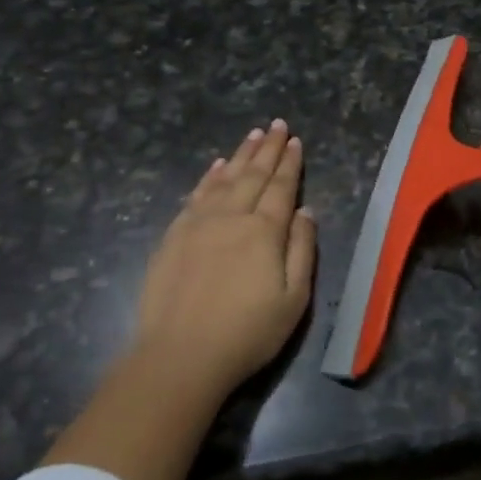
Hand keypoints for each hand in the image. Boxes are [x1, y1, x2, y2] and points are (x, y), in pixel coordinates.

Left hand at [131, 119, 317, 396]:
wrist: (181, 355)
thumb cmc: (247, 333)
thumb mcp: (294, 299)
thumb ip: (302, 250)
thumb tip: (306, 211)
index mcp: (264, 231)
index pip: (281, 187)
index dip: (289, 163)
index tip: (294, 140)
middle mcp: (232, 216)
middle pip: (253, 175)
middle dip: (267, 148)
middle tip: (276, 124)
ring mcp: (199, 223)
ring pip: (224, 179)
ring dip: (239, 155)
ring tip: (252, 134)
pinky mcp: (174, 236)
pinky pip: (196, 195)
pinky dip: (208, 177)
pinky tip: (216, 166)